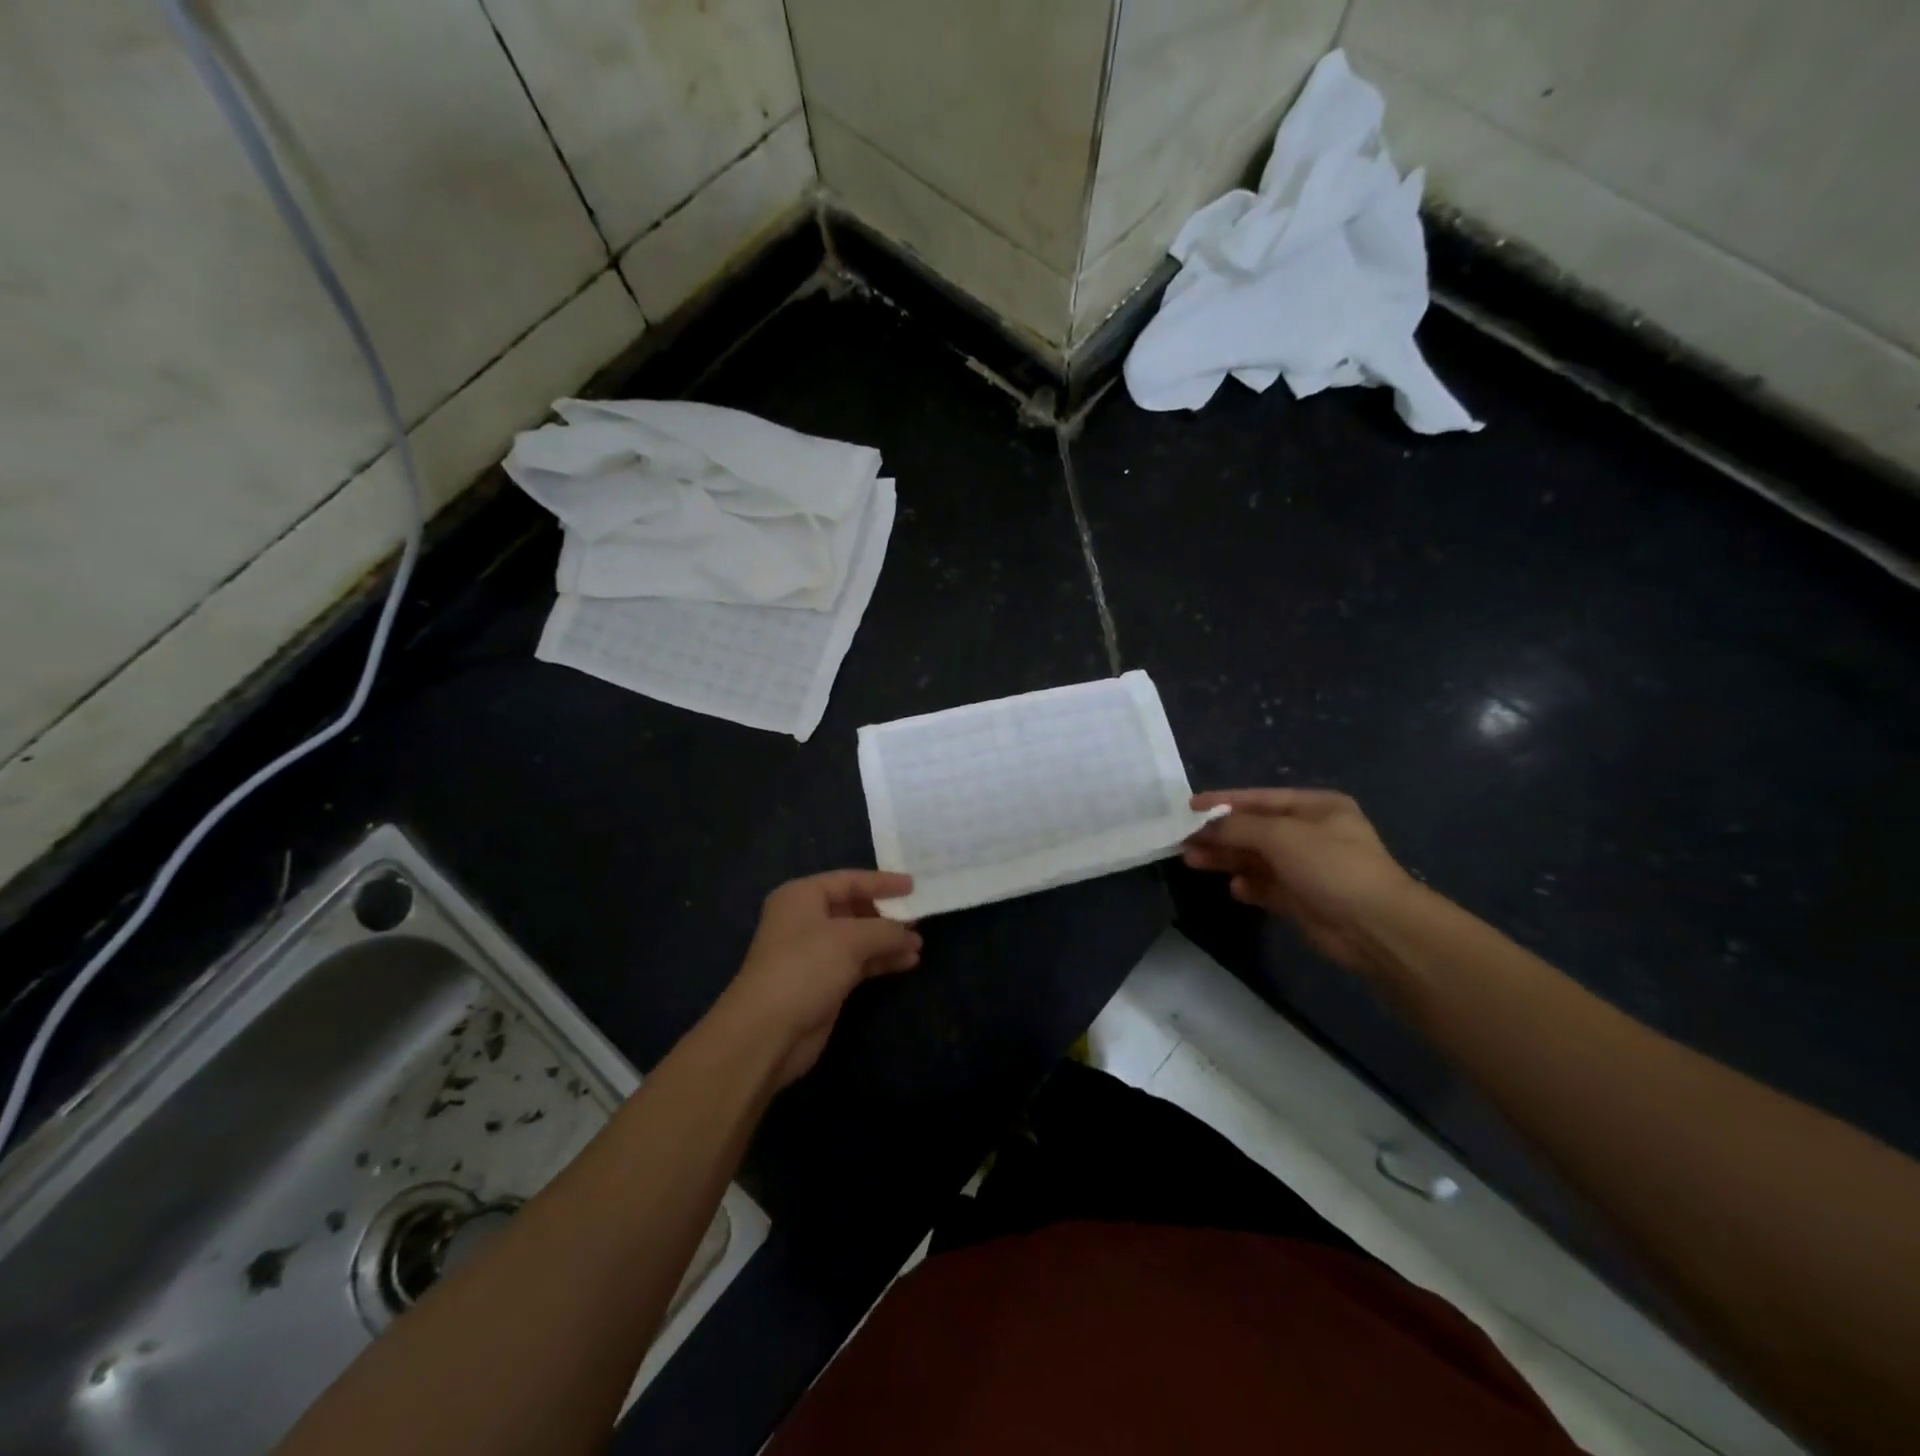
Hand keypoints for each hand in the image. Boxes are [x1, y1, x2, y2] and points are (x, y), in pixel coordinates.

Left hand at [713, 870, 921, 1087]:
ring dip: (888, 940)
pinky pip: (858, 963)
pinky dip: (881, 961)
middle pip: (854, 908)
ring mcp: (813, 953)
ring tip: (919, 944)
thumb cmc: (805, 967)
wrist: (768, 1032)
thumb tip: (910, 934)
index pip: (849, 879)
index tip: (914, 885)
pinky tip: (907, 962)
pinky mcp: (823, 982)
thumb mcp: (850, 939)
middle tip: (920, 917)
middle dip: (887, 914)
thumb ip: (885, 930)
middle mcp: (805, 920)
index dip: (882, 882)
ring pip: (858, 938)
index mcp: (802, 896)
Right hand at [1182, 789, 1416, 974]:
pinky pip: (1267, 887)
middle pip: (1255, 830)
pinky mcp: (1303, 900)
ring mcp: (1308, 869)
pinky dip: (1249, 886)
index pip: (1260, 799)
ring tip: (1192, 861)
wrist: (1375, 926)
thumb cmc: (1330, 866)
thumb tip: (1205, 826)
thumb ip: (1238, 827)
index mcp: (1316, 808)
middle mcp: (1312, 834)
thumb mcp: (1281, 835)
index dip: (1223, 801)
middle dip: (1220, 834)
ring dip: (1227, 858)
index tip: (1189, 806)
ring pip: (1257, 859)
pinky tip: (1234, 889)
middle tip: (1183, 839)